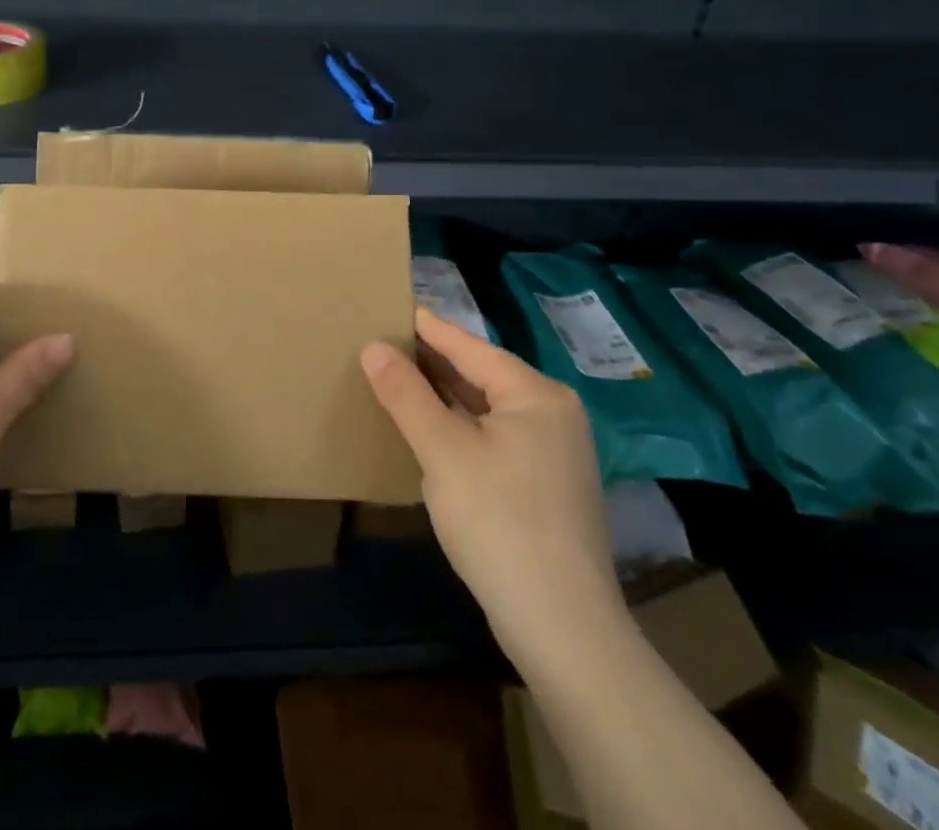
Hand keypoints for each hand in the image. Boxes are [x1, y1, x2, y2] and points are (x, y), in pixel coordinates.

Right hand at [361, 309, 625, 671]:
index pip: (470, 347)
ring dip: (445, 396)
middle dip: (433, 363)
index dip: (428, 328)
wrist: (564, 629)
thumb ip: (405, 394)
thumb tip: (373, 347)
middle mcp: (553, 414)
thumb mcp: (442, 451)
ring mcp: (555, 452)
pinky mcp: (548, 486)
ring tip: (399, 380)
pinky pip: (495, 437)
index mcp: (536, 395)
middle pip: (481, 375)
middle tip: (385, 345)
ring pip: (488, 408)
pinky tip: (432, 431)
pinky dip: (462, 426)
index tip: (393, 308)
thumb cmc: (500, 523)